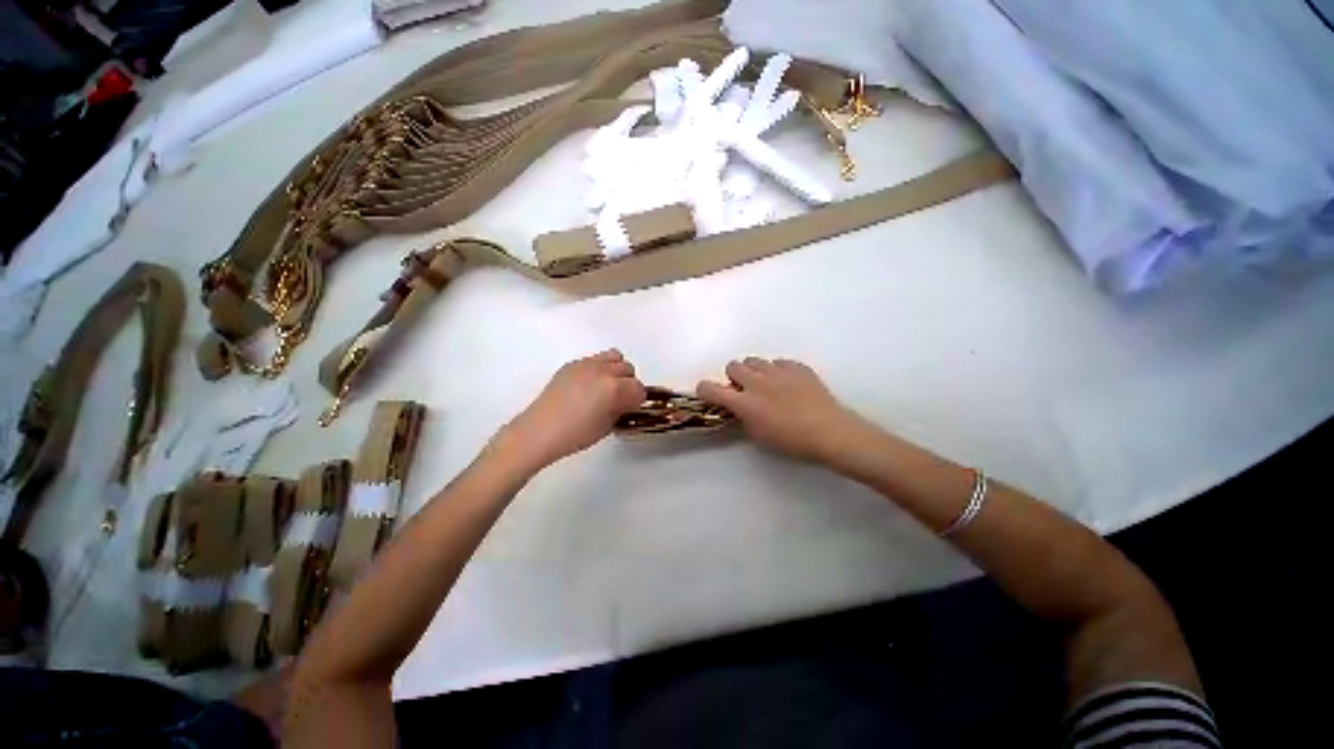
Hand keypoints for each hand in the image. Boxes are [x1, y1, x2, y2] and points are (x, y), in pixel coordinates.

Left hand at [498, 349, 646, 471]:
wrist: (540, 431)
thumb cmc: (576, 435)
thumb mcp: (608, 426)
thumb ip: (621, 408)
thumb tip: (625, 401)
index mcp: (614, 388)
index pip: (639, 388)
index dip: (637, 400)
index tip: (629, 408)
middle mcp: (603, 371)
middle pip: (629, 369)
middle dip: (628, 384)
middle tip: (619, 399)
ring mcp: (587, 364)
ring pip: (615, 357)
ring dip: (616, 371)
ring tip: (606, 386)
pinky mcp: (572, 364)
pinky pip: (595, 359)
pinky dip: (598, 369)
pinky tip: (588, 385)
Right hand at [697, 357, 862, 462]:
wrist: (830, 432)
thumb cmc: (793, 441)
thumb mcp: (759, 435)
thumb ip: (743, 417)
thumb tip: (740, 407)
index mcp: (745, 402)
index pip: (711, 388)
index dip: (705, 389)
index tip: (708, 394)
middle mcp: (757, 382)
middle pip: (733, 365)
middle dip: (734, 377)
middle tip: (745, 390)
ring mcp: (777, 371)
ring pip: (754, 360)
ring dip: (754, 371)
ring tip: (767, 385)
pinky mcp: (796, 366)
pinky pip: (778, 362)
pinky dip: (777, 371)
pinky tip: (788, 385)